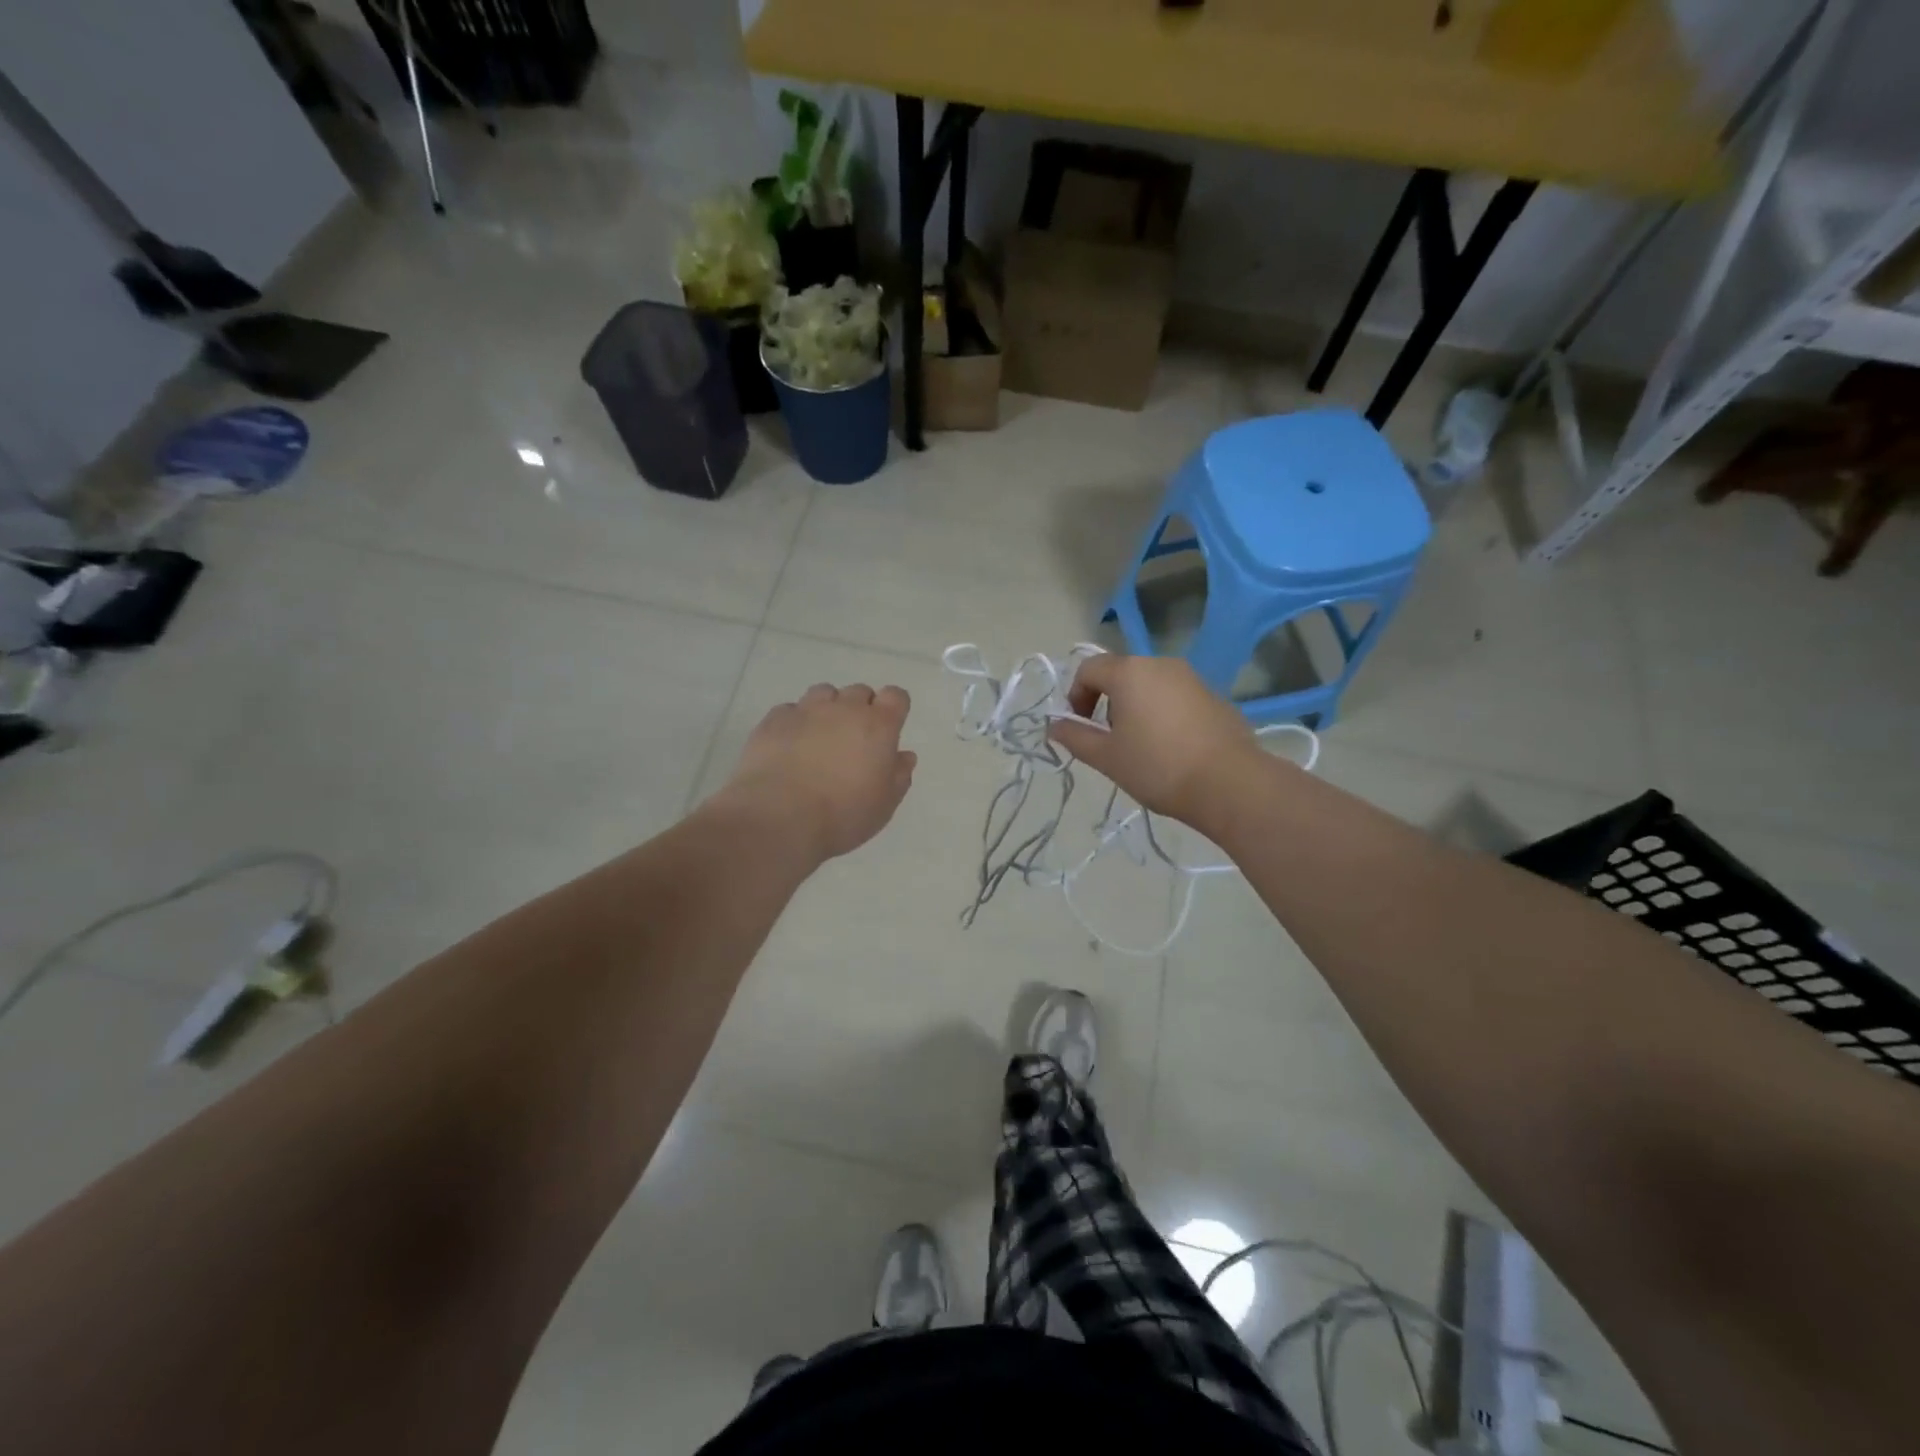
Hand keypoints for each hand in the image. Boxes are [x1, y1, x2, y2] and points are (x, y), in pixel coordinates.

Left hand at [722, 683, 916, 861]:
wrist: (778, 818)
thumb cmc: (842, 815)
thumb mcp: (883, 805)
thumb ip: (899, 776)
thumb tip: (904, 756)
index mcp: (878, 726)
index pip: (895, 696)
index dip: (893, 708)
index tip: (888, 729)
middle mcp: (844, 708)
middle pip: (859, 692)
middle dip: (860, 709)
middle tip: (853, 740)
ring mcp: (806, 710)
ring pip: (823, 693)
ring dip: (827, 709)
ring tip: (820, 738)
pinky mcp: (774, 720)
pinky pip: (790, 710)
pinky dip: (795, 722)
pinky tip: (790, 746)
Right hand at [1048, 654, 1262, 824]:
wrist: (1229, 783)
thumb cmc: (1157, 767)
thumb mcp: (1106, 757)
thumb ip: (1075, 737)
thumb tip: (1053, 726)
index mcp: (1129, 673)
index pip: (1089, 669)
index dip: (1076, 696)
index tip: (1080, 726)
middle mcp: (1161, 664)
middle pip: (1121, 674)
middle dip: (1107, 702)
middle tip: (1110, 740)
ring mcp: (1192, 678)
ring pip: (1150, 684)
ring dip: (1135, 707)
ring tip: (1141, 746)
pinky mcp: (1214, 696)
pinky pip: (1176, 697)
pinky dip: (1163, 713)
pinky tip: (1172, 748)